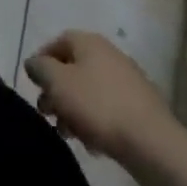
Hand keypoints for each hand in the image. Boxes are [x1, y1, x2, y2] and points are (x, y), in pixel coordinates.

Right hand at [25, 30, 180, 166]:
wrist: (152, 143)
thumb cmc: (98, 106)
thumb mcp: (58, 83)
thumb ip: (40, 69)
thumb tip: (34, 63)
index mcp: (89, 42)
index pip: (57, 42)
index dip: (42, 61)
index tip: (34, 86)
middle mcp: (108, 54)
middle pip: (73, 68)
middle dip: (57, 92)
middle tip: (48, 115)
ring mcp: (127, 80)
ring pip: (90, 91)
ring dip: (74, 110)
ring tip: (69, 134)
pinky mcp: (140, 107)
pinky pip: (108, 108)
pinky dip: (96, 122)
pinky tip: (93, 144)